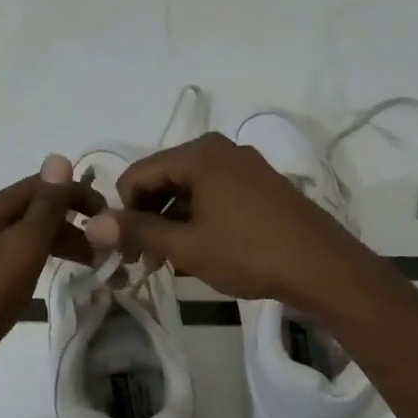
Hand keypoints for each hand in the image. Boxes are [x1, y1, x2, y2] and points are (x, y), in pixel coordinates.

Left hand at [0, 159, 102, 411]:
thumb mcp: (21, 249)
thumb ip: (44, 207)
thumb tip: (58, 158)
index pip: (45, 185)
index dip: (80, 194)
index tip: (113, 218)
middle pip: (38, 209)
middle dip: (76, 223)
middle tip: (108, 251)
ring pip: (31, 236)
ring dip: (64, 244)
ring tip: (93, 268)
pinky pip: (20, 258)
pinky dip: (44, 262)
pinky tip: (56, 277)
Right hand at [84, 133, 372, 313]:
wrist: (323, 268)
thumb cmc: (249, 253)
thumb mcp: (186, 246)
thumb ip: (138, 231)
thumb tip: (94, 225)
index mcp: (199, 154)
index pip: (137, 175)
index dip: (122, 213)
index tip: (123, 251)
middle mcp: (220, 150)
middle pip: (163, 180)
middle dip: (148, 219)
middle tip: (143, 262)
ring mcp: (245, 167)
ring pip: (189, 191)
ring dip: (172, 225)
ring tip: (168, 265)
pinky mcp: (261, 186)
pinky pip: (214, 197)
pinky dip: (198, 222)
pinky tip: (198, 254)